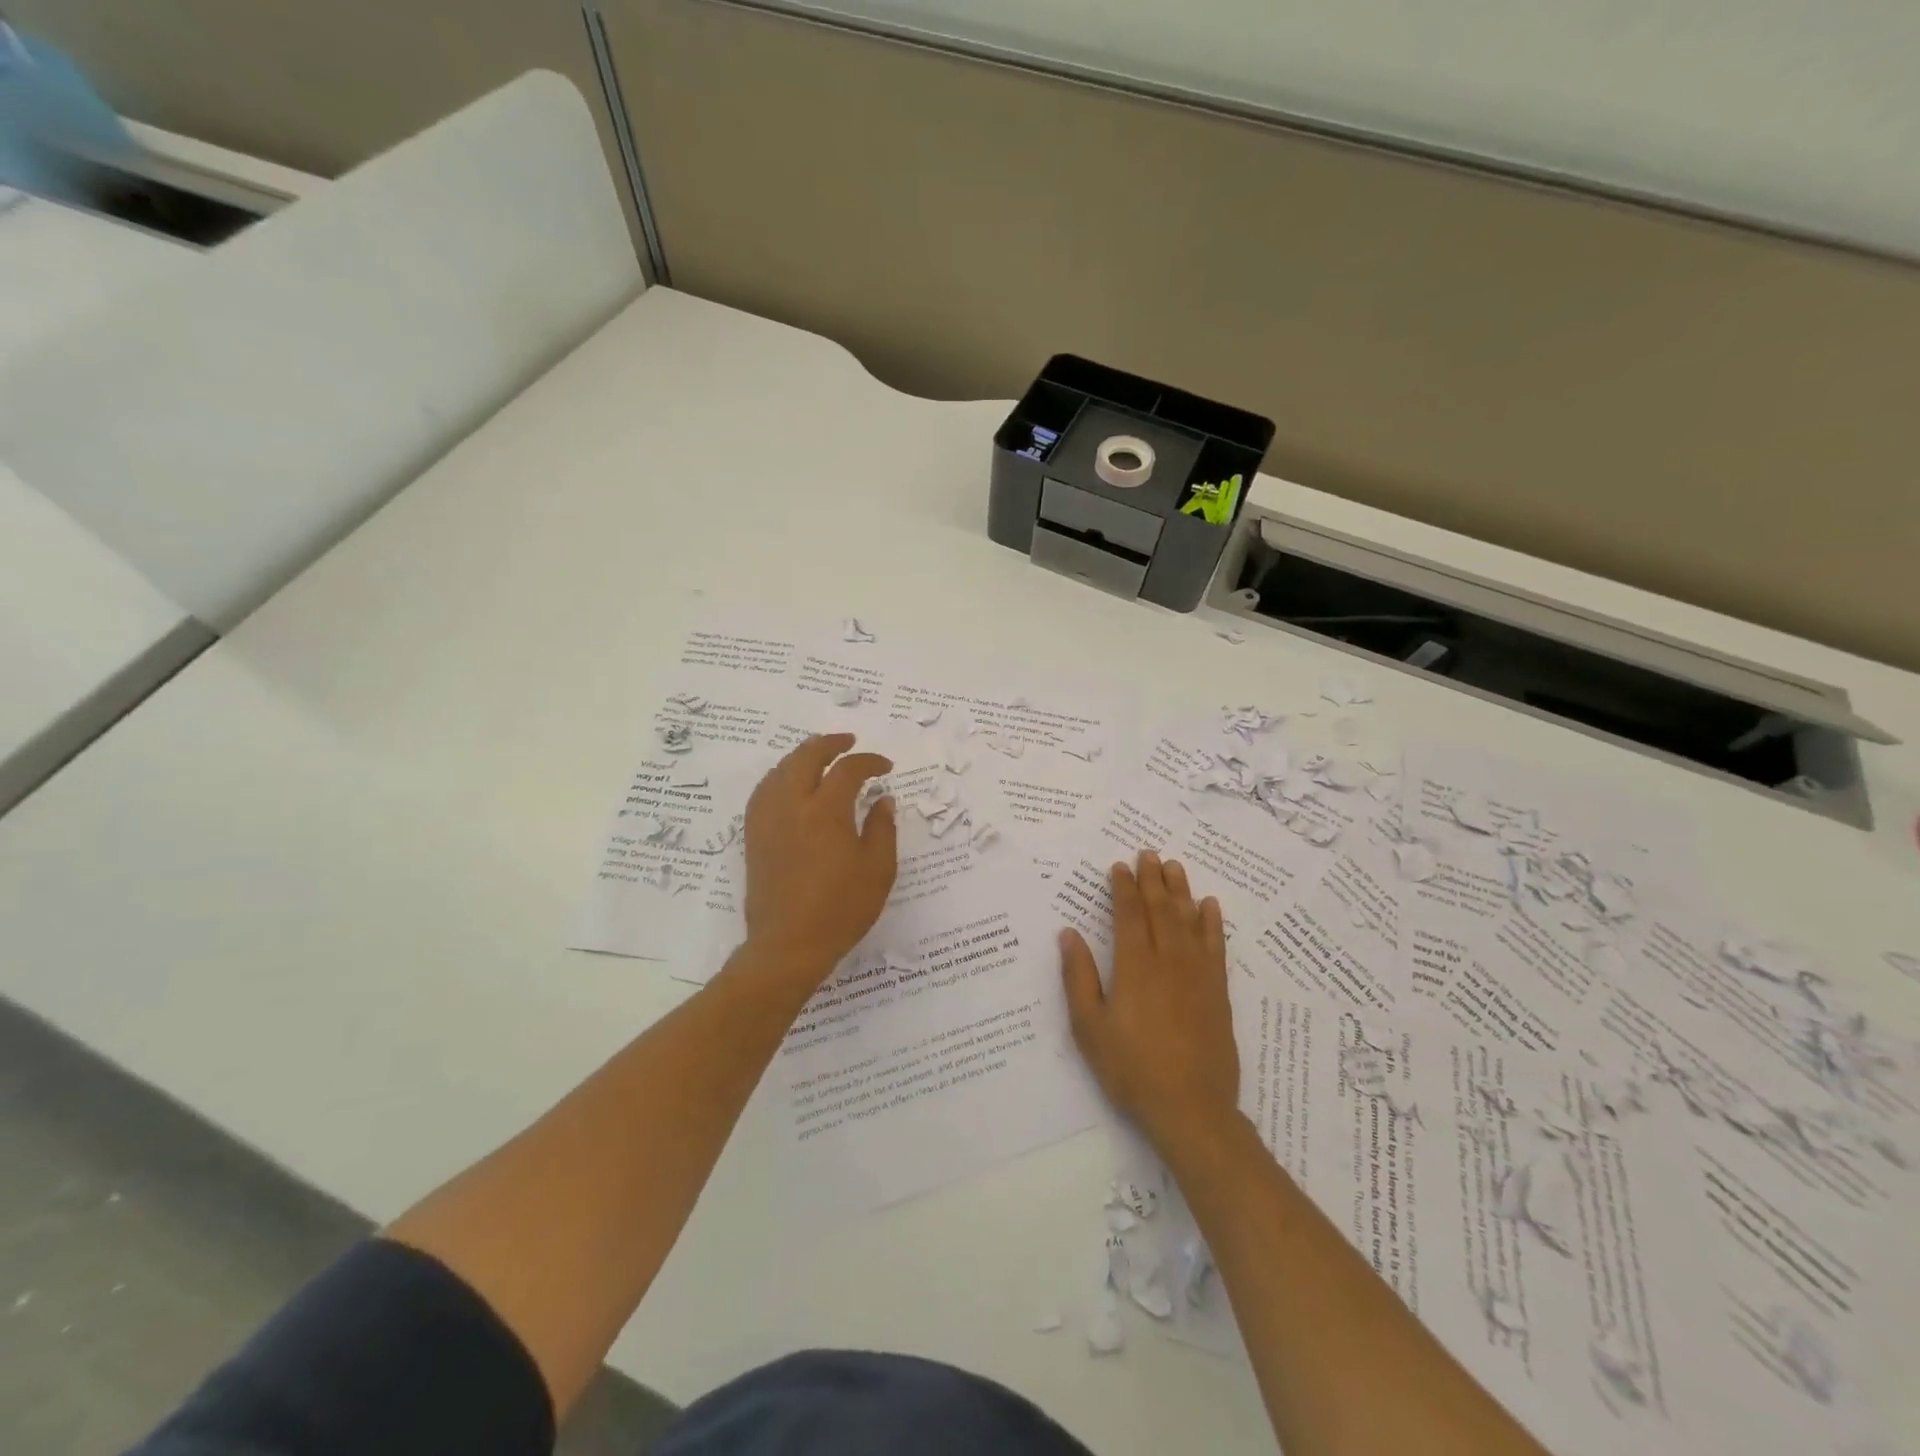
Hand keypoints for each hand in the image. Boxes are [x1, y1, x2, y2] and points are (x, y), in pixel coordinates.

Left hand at [742, 733, 896, 984]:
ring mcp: (768, 819)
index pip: (848, 769)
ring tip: (819, 756)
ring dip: (802, 756)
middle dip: (830, 743)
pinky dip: (780, 777)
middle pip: (806, 756)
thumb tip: (883, 800)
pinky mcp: (754, 835)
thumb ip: (882, 828)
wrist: (789, 945)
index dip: (869, 762)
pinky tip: (789, 783)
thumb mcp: (878, 870)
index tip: (885, 768)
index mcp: (826, 811)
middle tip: (849, 741)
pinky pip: (764, 791)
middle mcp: (792, 805)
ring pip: (780, 770)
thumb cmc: (841, 909)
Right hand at [1060, 852, 1238, 1155]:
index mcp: (1134, 966)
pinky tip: (1210, 906)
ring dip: (1181, 890)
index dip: (1124, 887)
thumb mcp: (1089, 1027)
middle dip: (1152, 879)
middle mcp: (1168, 960)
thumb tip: (1068, 934)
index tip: (1120, 866)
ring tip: (1175, 866)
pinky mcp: (1218, 991)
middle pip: (1161, 909)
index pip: (1129, 914)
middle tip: (1149, 853)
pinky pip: (1216, 945)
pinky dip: (1212, 922)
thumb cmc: (1130, 1068)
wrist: (1191, 1108)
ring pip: (1189, 920)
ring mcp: (1198, 974)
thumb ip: (1079, 977)